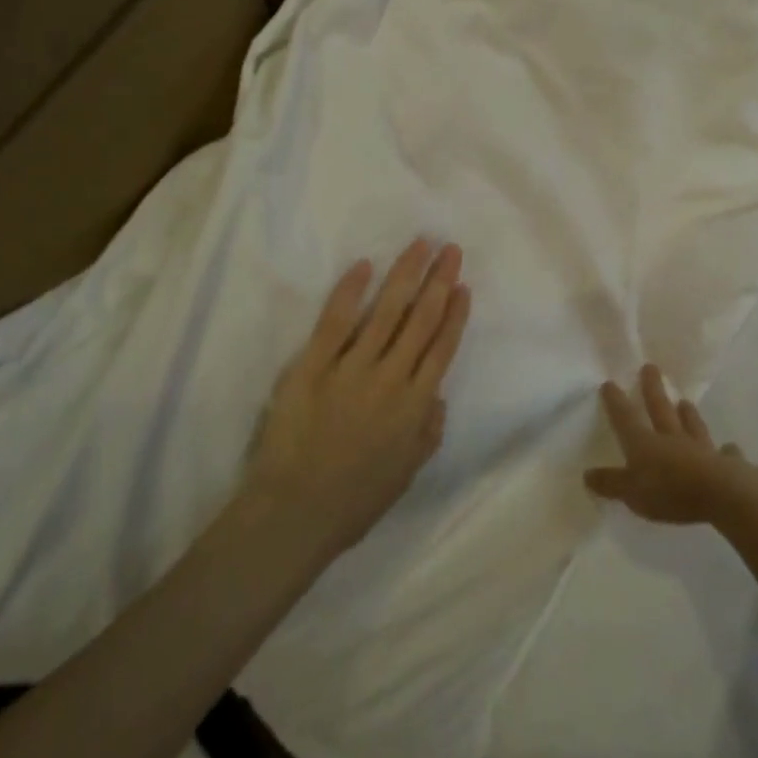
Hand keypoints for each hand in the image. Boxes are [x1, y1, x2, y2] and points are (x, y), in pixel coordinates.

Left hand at [247, 239, 470, 555]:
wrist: (294, 513)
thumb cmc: (354, 501)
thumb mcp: (406, 474)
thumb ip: (429, 433)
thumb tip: (437, 395)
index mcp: (415, 406)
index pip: (442, 349)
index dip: (455, 314)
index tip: (463, 286)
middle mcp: (390, 379)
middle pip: (421, 320)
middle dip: (438, 281)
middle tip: (451, 249)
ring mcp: (351, 368)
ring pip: (386, 311)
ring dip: (405, 274)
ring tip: (420, 244)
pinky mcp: (312, 366)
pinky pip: (335, 321)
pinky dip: (351, 292)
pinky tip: (364, 266)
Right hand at [584, 366, 757, 524]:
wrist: (722, 494)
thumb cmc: (670, 492)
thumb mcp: (631, 492)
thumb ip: (611, 483)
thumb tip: (587, 474)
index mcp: (645, 443)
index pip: (625, 418)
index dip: (615, 402)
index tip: (609, 382)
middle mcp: (672, 439)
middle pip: (660, 409)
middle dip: (653, 389)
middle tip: (650, 367)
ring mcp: (701, 449)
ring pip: (691, 426)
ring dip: (688, 414)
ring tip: (685, 402)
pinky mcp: (727, 465)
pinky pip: (725, 454)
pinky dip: (726, 451)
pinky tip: (730, 448)